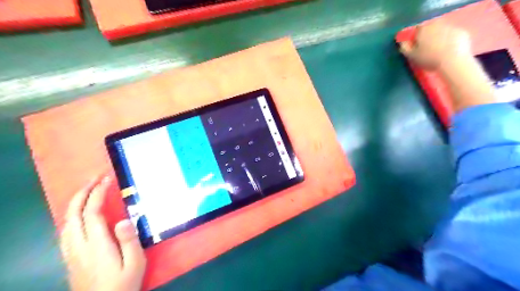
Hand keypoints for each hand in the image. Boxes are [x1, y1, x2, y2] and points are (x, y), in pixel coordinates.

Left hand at [61, 175, 145, 290]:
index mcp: (96, 245)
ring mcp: (71, 253)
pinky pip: (66, 231)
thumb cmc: (123, 284)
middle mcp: (79, 246)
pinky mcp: (70, 259)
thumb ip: (129, 241)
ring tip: (88, 191)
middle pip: (73, 214)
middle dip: (82, 193)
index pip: (91, 212)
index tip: (107, 179)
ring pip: (66, 222)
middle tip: (95, 178)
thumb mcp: (135, 263)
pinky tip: (80, 215)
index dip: (97, 193)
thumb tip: (123, 219)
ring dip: (75, 203)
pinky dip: (71, 216)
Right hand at [399, 20, 473, 68]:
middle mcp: (437, 25)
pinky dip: (450, 42)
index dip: (415, 38)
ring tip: (438, 52)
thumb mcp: (412, 56)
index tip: (415, 46)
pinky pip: (452, 36)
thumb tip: (401, 43)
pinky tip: (448, 52)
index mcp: (423, 29)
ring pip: (441, 32)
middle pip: (430, 29)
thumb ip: (405, 48)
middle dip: (428, 37)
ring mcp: (451, 28)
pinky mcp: (461, 33)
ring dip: (439, 39)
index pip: (417, 30)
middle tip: (426, 49)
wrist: (452, 60)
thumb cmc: (428, 58)